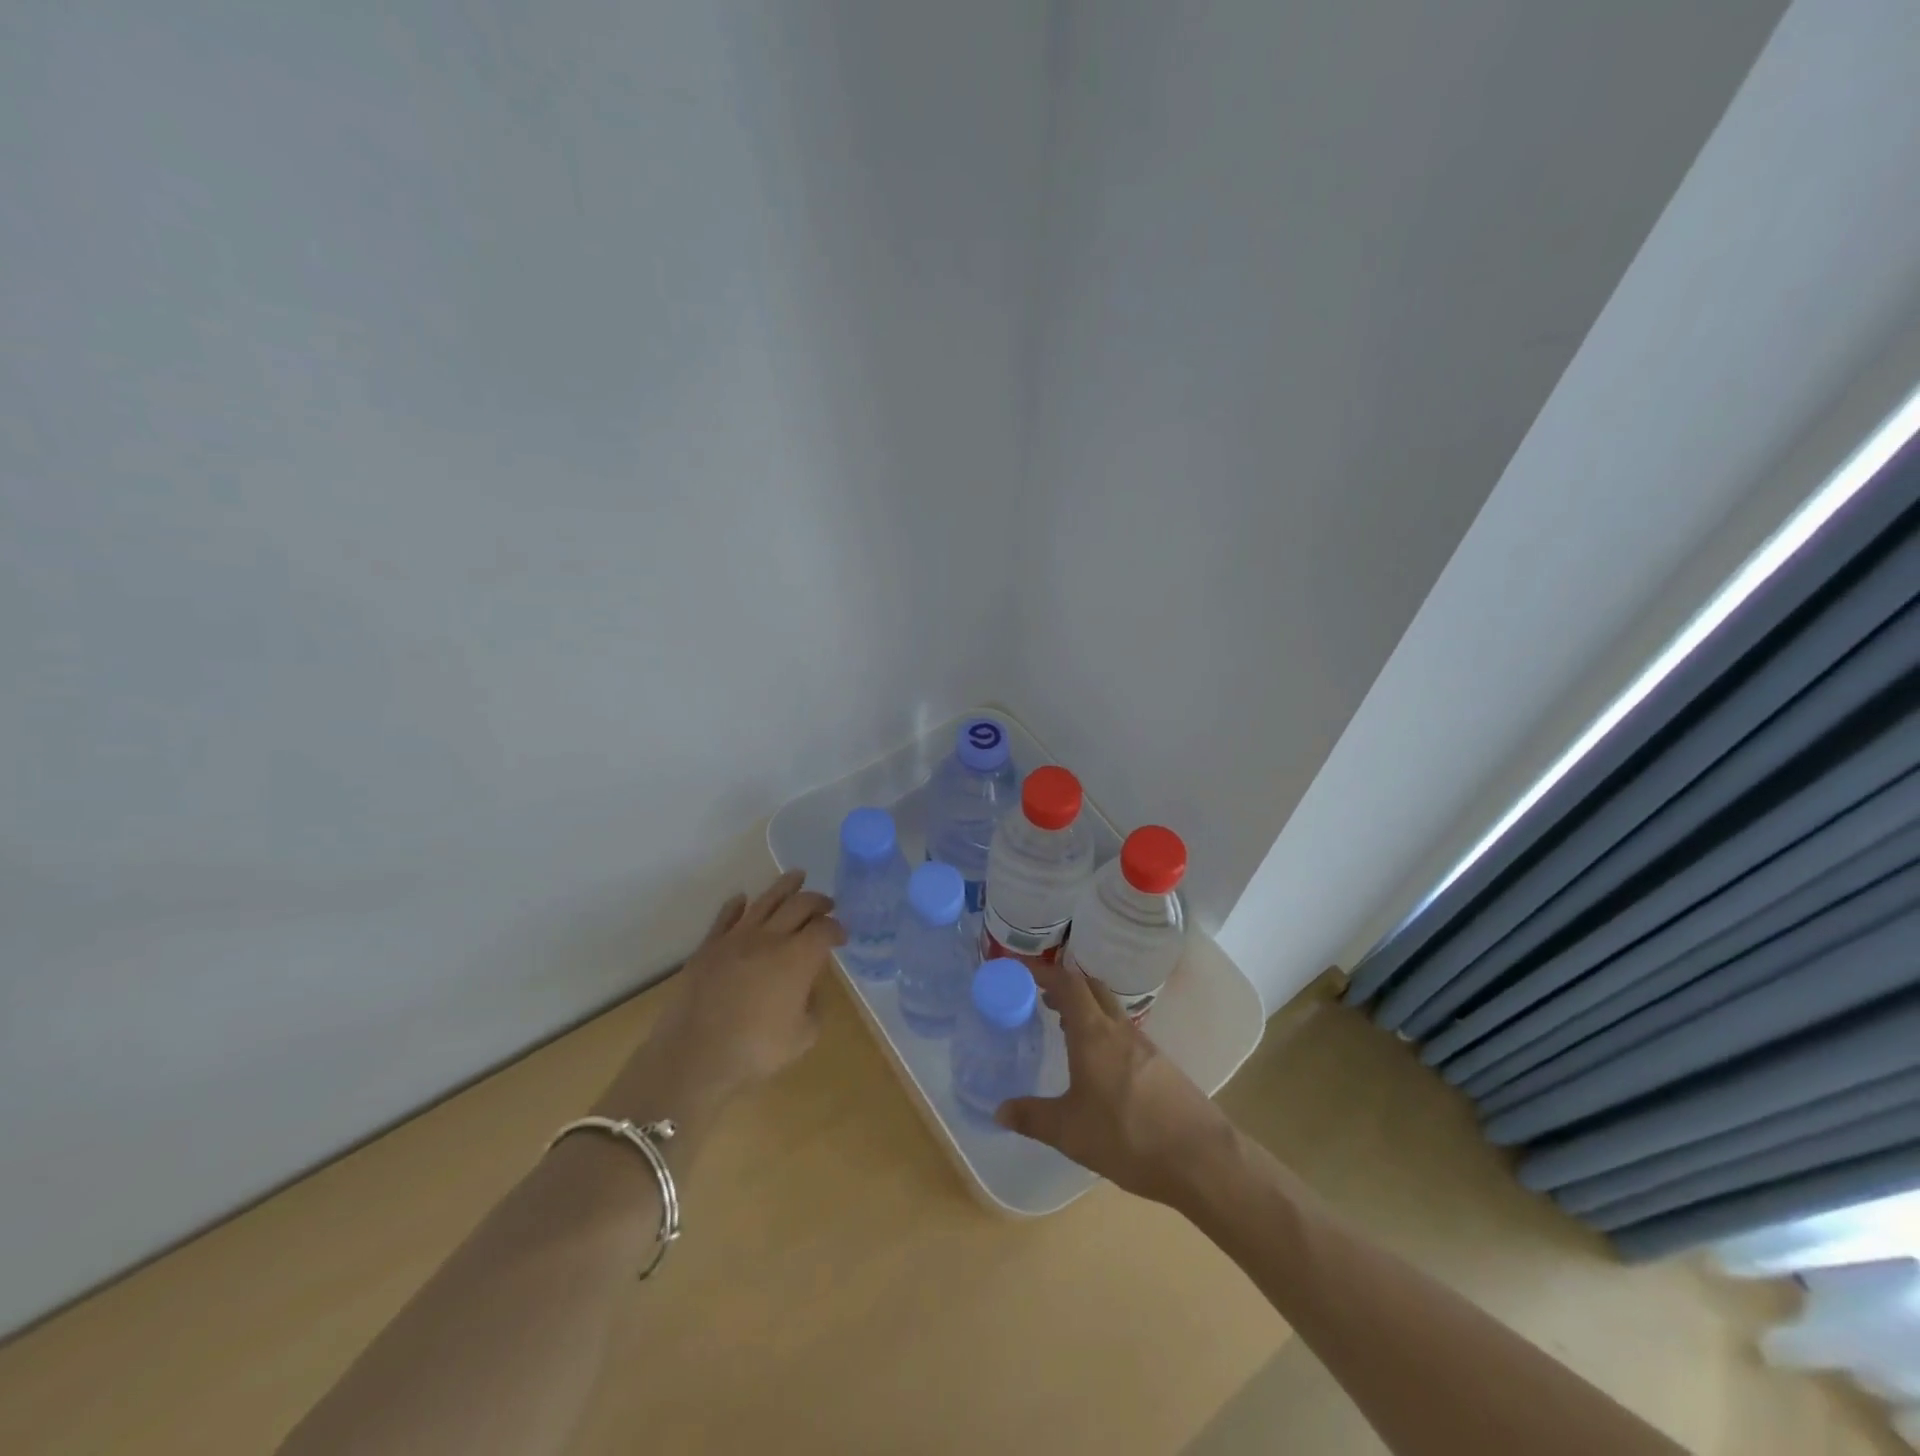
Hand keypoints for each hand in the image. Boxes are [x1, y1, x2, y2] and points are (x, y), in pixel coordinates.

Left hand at [604, 872, 843, 1121]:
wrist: (695, 1056)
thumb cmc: (755, 1050)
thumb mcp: (803, 1037)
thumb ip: (813, 1006)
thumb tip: (807, 989)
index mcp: (798, 957)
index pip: (825, 929)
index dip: (838, 929)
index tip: (841, 936)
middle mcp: (770, 937)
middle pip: (800, 904)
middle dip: (818, 901)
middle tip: (827, 904)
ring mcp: (736, 937)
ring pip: (765, 900)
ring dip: (785, 886)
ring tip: (797, 876)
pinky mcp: (709, 946)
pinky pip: (726, 916)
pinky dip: (738, 904)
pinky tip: (743, 900)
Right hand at [995, 958, 1238, 1207]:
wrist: (1200, 1158)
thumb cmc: (1127, 1137)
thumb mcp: (1069, 1132)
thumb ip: (1031, 1117)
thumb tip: (998, 1111)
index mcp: (1094, 1034)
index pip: (1068, 983)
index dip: (1043, 972)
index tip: (1021, 971)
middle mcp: (1119, 1029)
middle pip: (1091, 988)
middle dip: (1065, 985)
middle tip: (1040, 996)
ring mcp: (1143, 1045)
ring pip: (1109, 1009)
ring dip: (1085, 1007)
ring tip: (1063, 1025)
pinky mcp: (1160, 1064)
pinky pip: (1123, 1031)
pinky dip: (1102, 1029)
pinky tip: (1097, 1061)